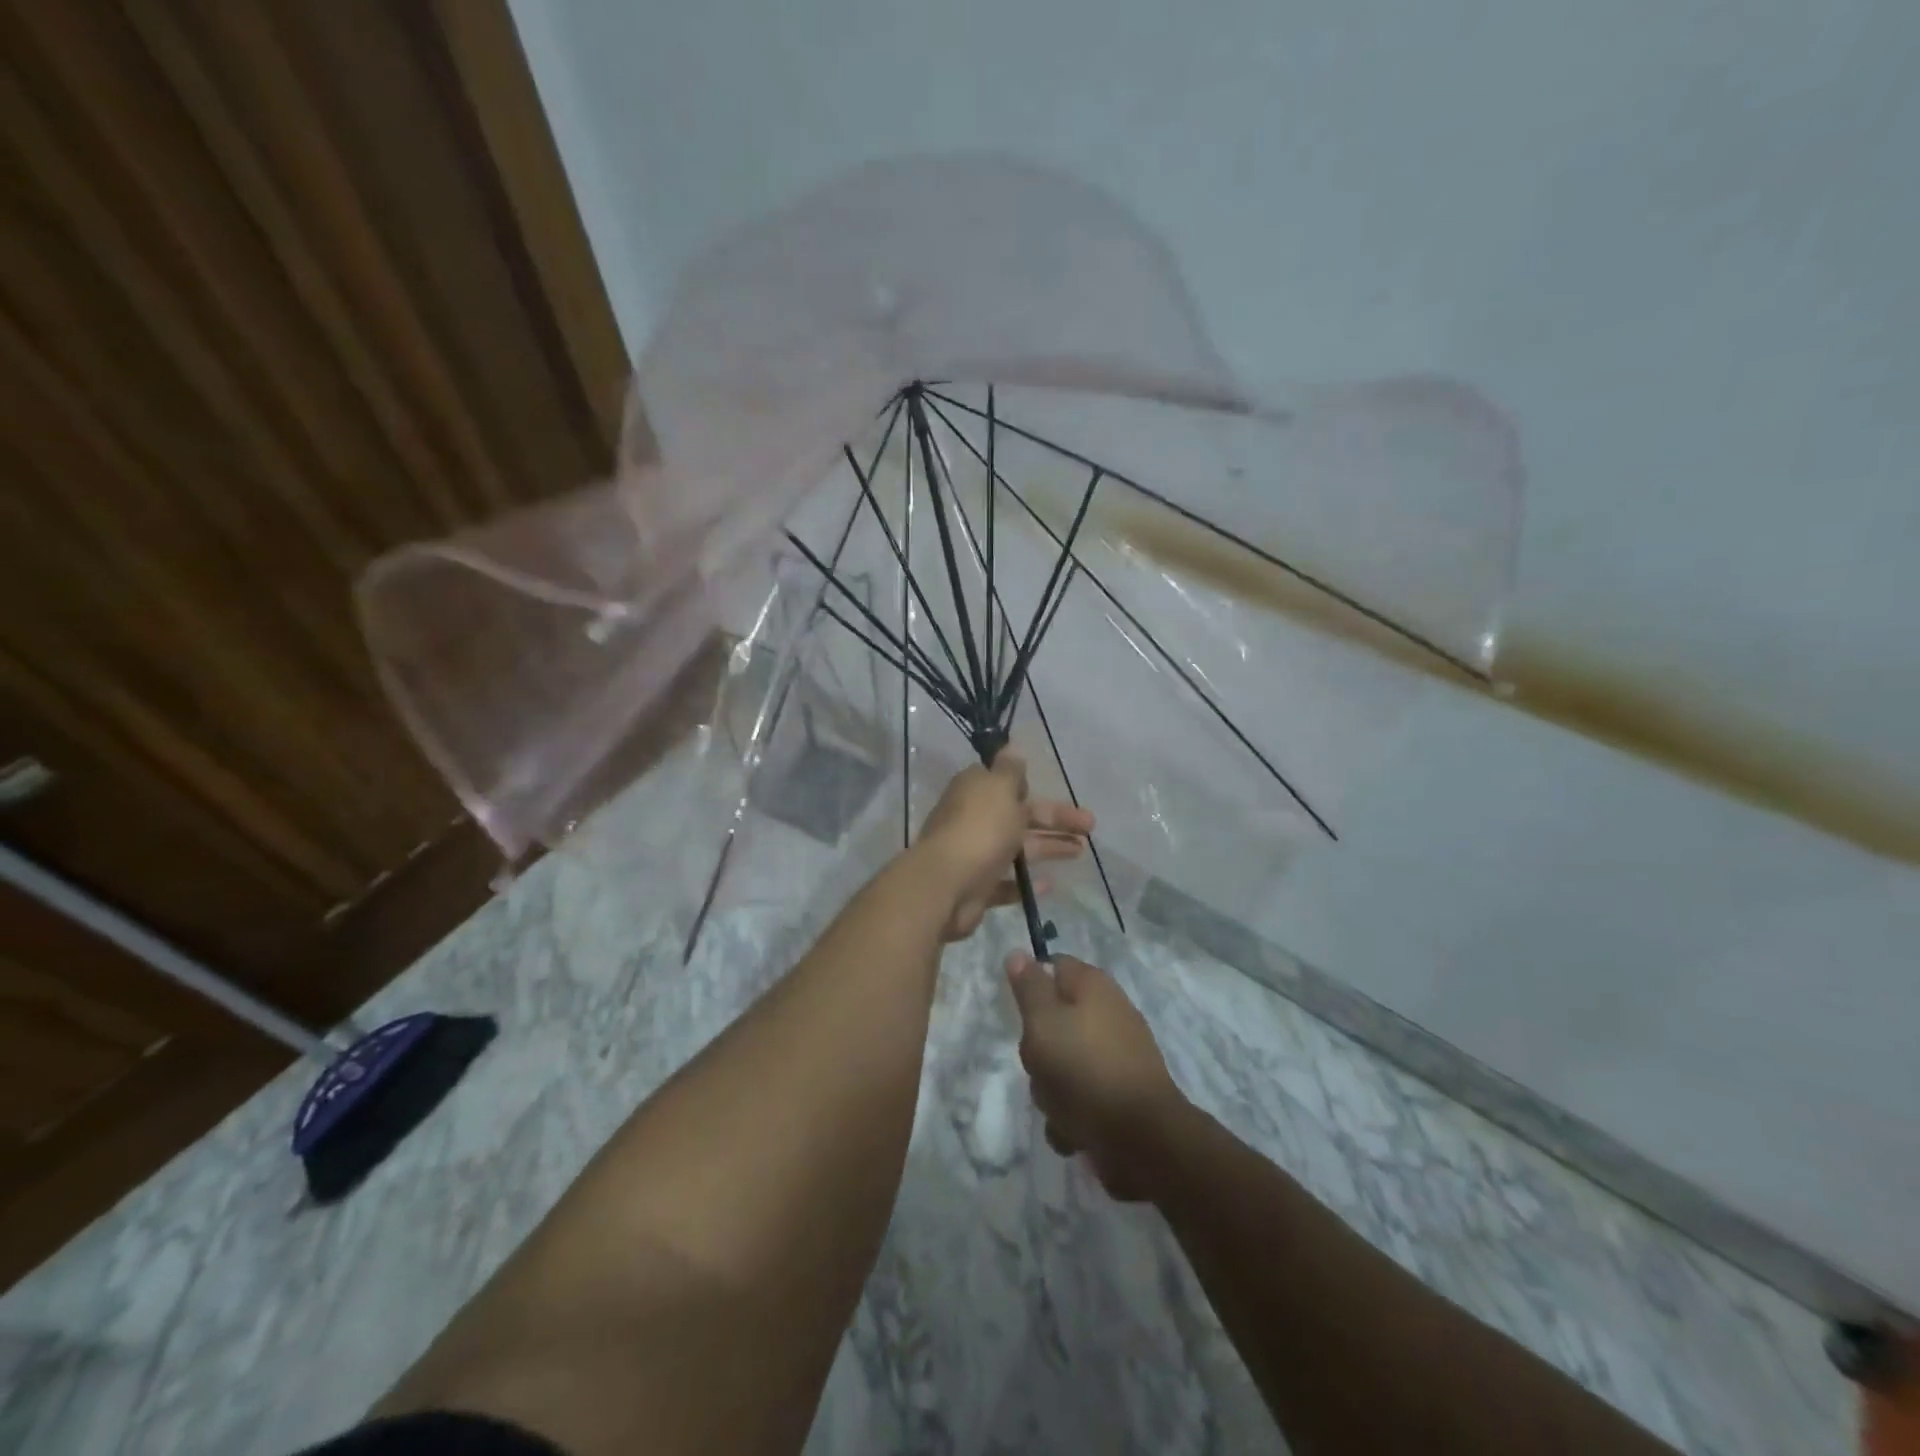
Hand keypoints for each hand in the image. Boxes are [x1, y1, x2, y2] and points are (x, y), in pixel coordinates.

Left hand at [917, 750, 1094, 941]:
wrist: (946, 885)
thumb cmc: (980, 829)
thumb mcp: (999, 788)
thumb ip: (1009, 769)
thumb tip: (1011, 746)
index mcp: (975, 791)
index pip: (1005, 783)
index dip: (1029, 787)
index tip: (1051, 790)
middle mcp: (973, 819)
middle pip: (1020, 816)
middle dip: (1055, 819)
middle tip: (1090, 828)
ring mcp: (974, 854)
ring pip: (1017, 847)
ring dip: (1048, 847)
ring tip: (1081, 852)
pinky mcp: (977, 886)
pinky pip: (1006, 882)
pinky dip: (1026, 883)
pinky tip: (1049, 884)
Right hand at [1006, 952, 1185, 1200]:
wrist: (1142, 1140)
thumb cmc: (1084, 1071)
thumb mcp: (1043, 1023)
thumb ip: (1029, 988)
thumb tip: (1018, 953)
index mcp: (1092, 986)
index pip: (1053, 966)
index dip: (1031, 987)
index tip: (1019, 1014)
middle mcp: (1109, 1012)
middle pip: (1055, 1021)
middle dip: (1038, 1050)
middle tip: (1038, 1066)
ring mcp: (1119, 1054)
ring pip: (1065, 1063)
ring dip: (1052, 1090)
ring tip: (1058, 1108)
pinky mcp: (1122, 1093)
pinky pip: (1083, 1096)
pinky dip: (1074, 1115)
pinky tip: (1075, 1131)